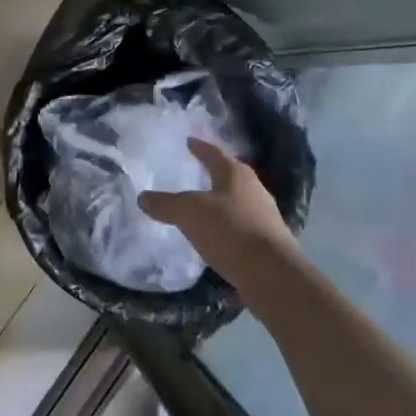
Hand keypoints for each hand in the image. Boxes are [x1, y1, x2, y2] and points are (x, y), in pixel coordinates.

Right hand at [139, 139, 301, 289]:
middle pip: (230, 176)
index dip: (200, 147)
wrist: (272, 274)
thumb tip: (143, 197)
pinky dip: (227, 227)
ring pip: (237, 202)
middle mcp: (254, 189)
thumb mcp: (189, 213)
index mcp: (236, 174)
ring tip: (203, 208)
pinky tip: (216, 237)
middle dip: (214, 174)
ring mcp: (265, 216)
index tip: (189, 141)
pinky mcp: (268, 242)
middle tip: (196, 172)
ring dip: (221, 203)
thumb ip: (165, 204)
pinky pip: (241, 227)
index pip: (214, 154)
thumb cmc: (229, 231)